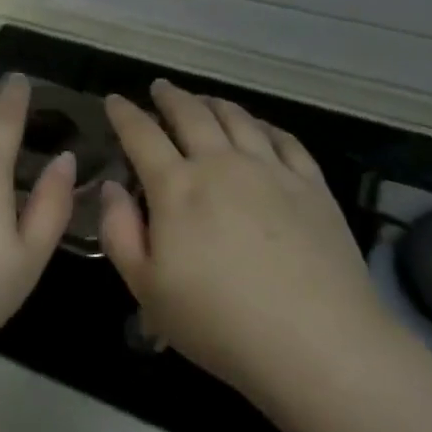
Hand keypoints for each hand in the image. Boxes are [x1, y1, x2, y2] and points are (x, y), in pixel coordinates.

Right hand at [99, 80, 387, 401]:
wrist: (318, 344)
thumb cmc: (219, 323)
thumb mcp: (147, 289)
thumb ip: (119, 232)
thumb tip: (113, 186)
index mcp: (177, 187)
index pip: (142, 135)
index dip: (124, 114)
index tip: (114, 100)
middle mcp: (221, 164)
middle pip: (191, 114)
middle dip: (170, 97)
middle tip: (159, 88)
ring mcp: (271, 170)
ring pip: (237, 118)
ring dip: (214, 103)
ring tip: (204, 100)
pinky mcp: (311, 185)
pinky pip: (284, 139)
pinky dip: (264, 124)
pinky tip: (259, 127)